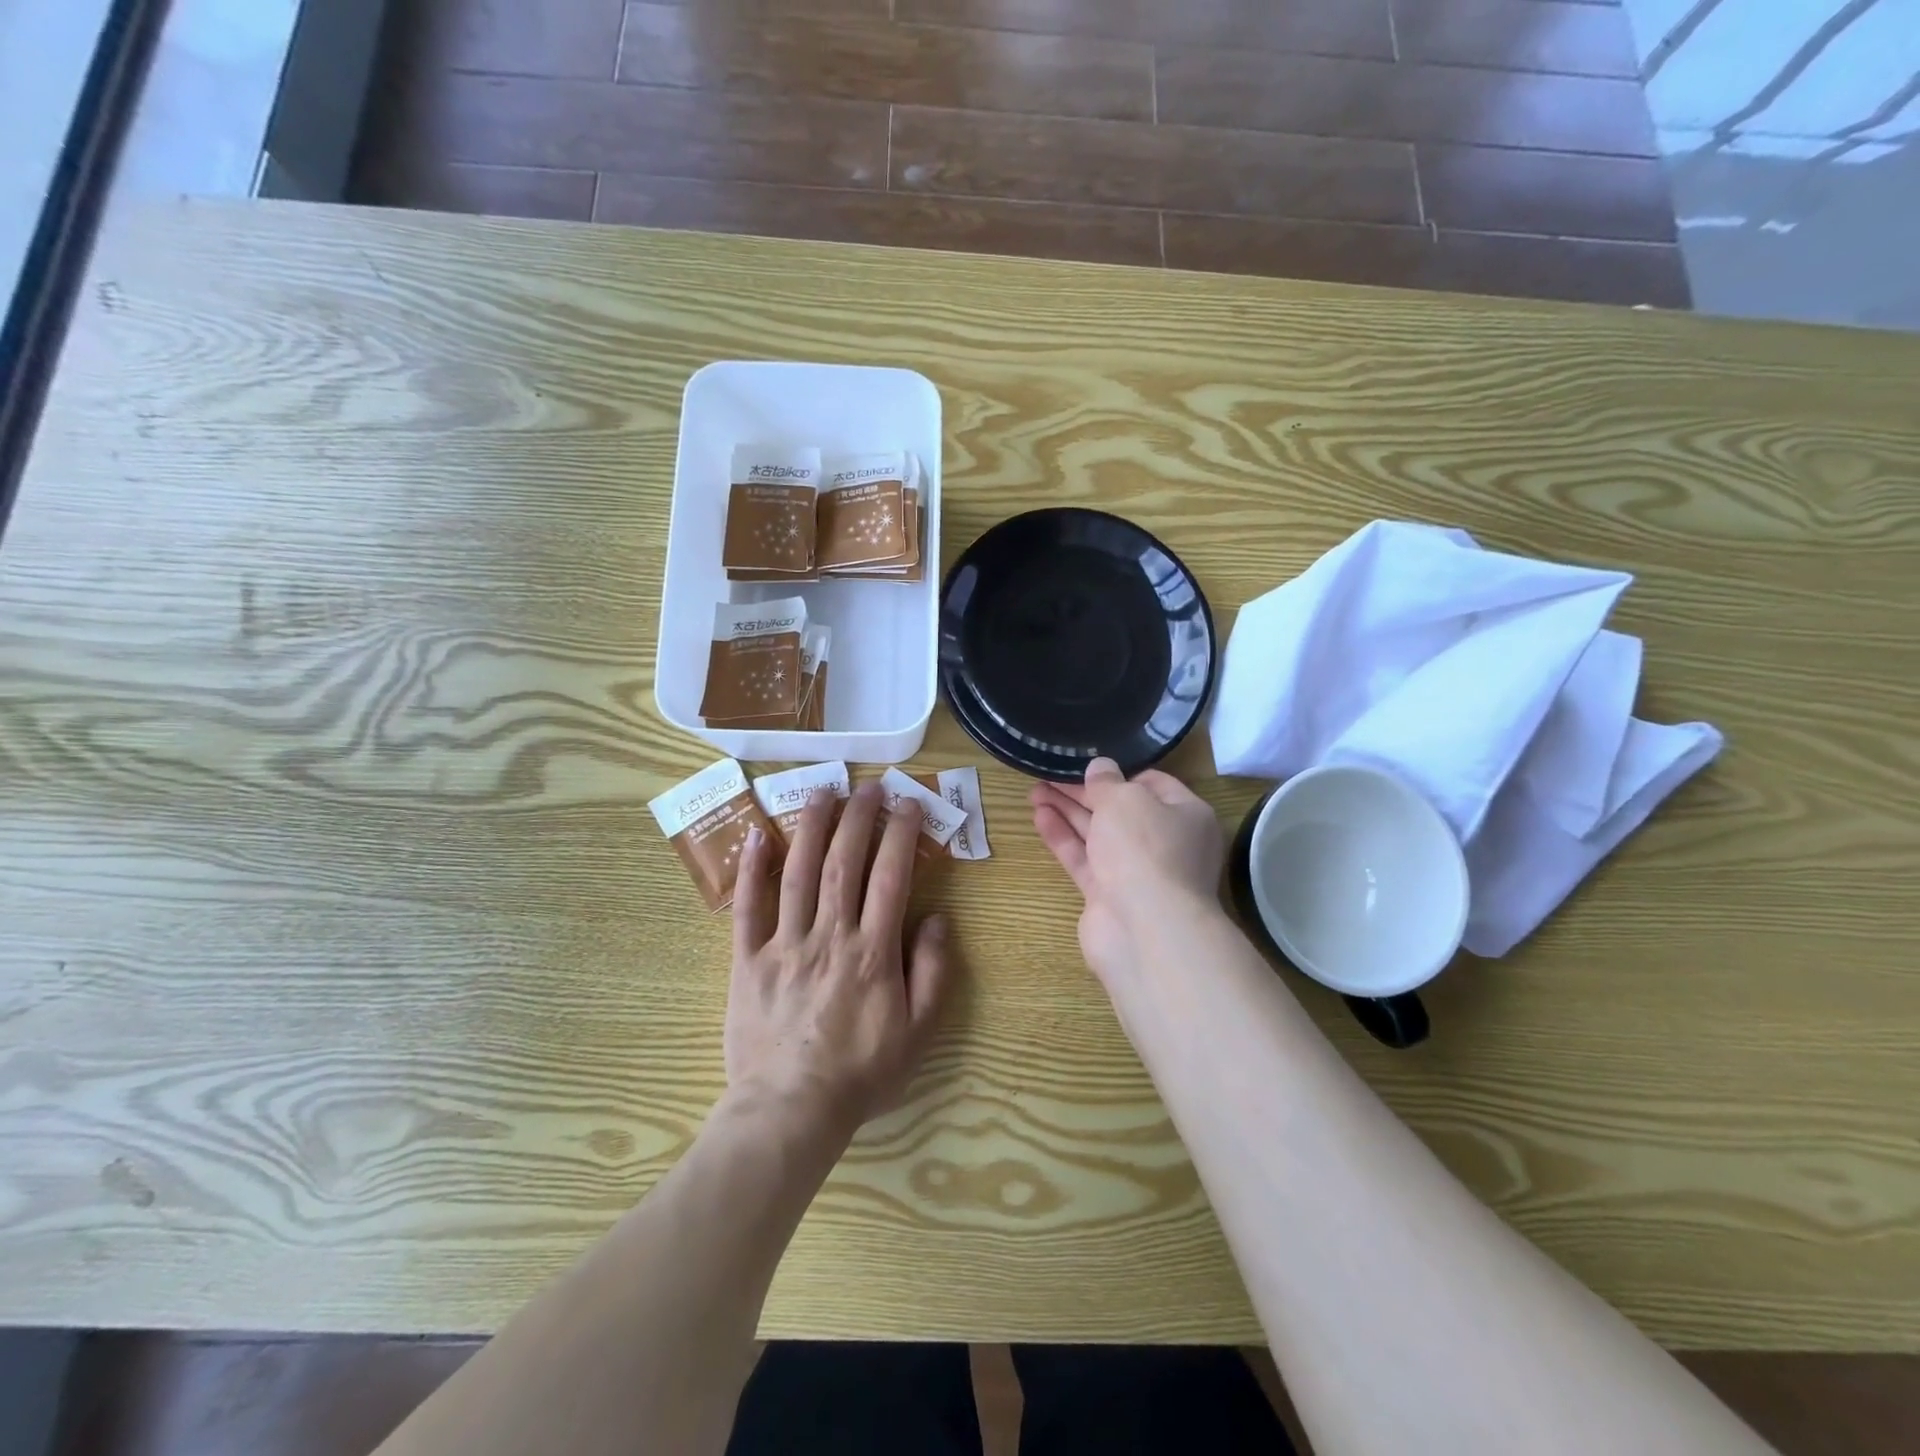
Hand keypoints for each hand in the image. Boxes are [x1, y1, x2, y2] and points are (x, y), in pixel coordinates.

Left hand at [725, 781, 954, 1137]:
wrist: (790, 1111)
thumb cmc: (861, 1073)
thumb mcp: (918, 1032)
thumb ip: (933, 971)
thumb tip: (938, 918)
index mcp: (873, 952)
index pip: (890, 877)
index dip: (901, 834)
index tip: (909, 804)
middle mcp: (829, 936)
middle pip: (844, 863)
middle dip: (859, 818)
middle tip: (869, 786)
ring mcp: (784, 944)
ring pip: (798, 873)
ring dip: (811, 827)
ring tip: (822, 791)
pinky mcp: (748, 960)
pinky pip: (747, 908)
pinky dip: (751, 870)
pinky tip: (756, 835)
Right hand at [1030, 758, 1225, 987]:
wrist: (1145, 929)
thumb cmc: (1145, 849)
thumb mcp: (1125, 800)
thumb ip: (1107, 782)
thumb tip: (1100, 768)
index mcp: (1185, 815)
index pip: (1153, 784)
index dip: (1119, 773)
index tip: (1087, 764)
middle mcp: (1165, 843)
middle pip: (1120, 810)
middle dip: (1084, 792)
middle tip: (1049, 774)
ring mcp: (1137, 872)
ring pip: (1098, 835)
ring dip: (1068, 812)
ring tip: (1035, 791)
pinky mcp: (1109, 896)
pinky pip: (1085, 859)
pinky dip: (1063, 838)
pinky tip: (1039, 817)